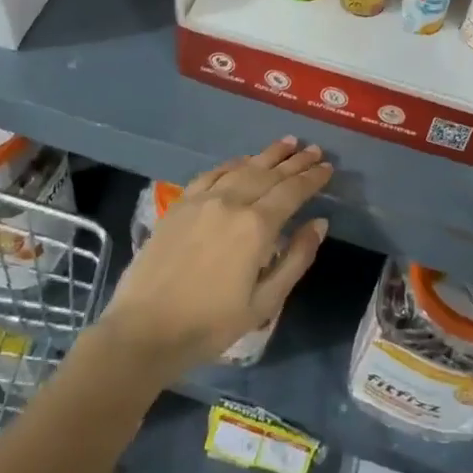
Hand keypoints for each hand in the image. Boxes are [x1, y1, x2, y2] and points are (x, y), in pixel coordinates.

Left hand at [101, 139, 330, 381]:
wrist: (145, 329)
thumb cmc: (210, 324)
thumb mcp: (264, 303)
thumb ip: (295, 259)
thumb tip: (319, 223)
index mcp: (256, 227)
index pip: (292, 192)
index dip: (312, 178)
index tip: (328, 167)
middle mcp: (231, 202)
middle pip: (269, 174)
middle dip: (295, 162)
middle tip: (314, 150)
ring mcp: (202, 200)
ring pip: (242, 167)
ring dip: (268, 155)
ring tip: (288, 143)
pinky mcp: (180, 204)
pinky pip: (212, 174)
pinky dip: (233, 163)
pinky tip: (243, 160)